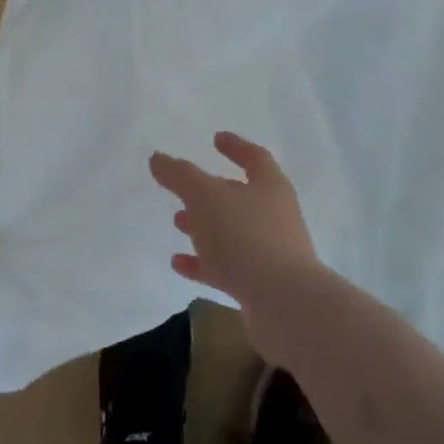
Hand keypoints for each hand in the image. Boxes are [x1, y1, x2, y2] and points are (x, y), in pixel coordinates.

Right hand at [150, 132, 325, 352]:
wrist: (285, 305)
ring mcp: (271, 252)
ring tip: (178, 222)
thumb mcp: (206, 198)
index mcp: (270, 186)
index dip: (235, 146)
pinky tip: (179, 264)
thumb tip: (158, 158)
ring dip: (206, 226)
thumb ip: (180, 176)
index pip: (254, 157)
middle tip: (185, 190)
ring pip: (233, 232)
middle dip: (213, 192)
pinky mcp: (262, 285)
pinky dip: (203, 263)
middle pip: (242, 196)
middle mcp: (275, 215)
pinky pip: (228, 267)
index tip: (216, 138)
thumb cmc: (246, 238)